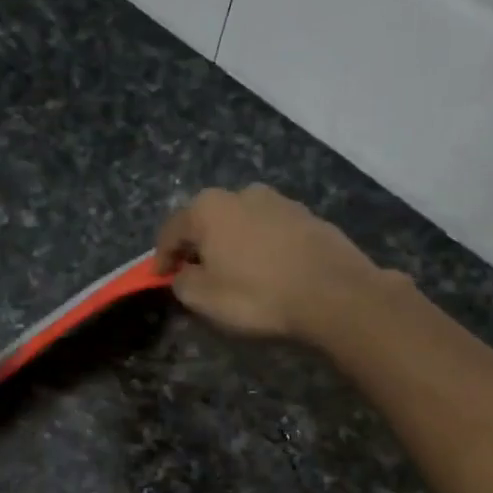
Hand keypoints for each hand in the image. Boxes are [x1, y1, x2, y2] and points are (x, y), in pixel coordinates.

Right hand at [153, 185, 385, 342]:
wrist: (333, 294)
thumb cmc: (257, 295)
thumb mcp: (204, 298)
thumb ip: (183, 282)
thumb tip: (184, 274)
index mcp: (208, 208)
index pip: (172, 231)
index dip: (161, 258)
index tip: (159, 279)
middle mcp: (242, 194)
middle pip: (207, 221)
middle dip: (198, 247)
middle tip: (195, 275)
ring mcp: (280, 201)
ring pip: (242, 224)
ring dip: (232, 245)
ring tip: (235, 274)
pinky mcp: (308, 217)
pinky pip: (271, 233)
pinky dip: (262, 248)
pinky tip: (268, 271)